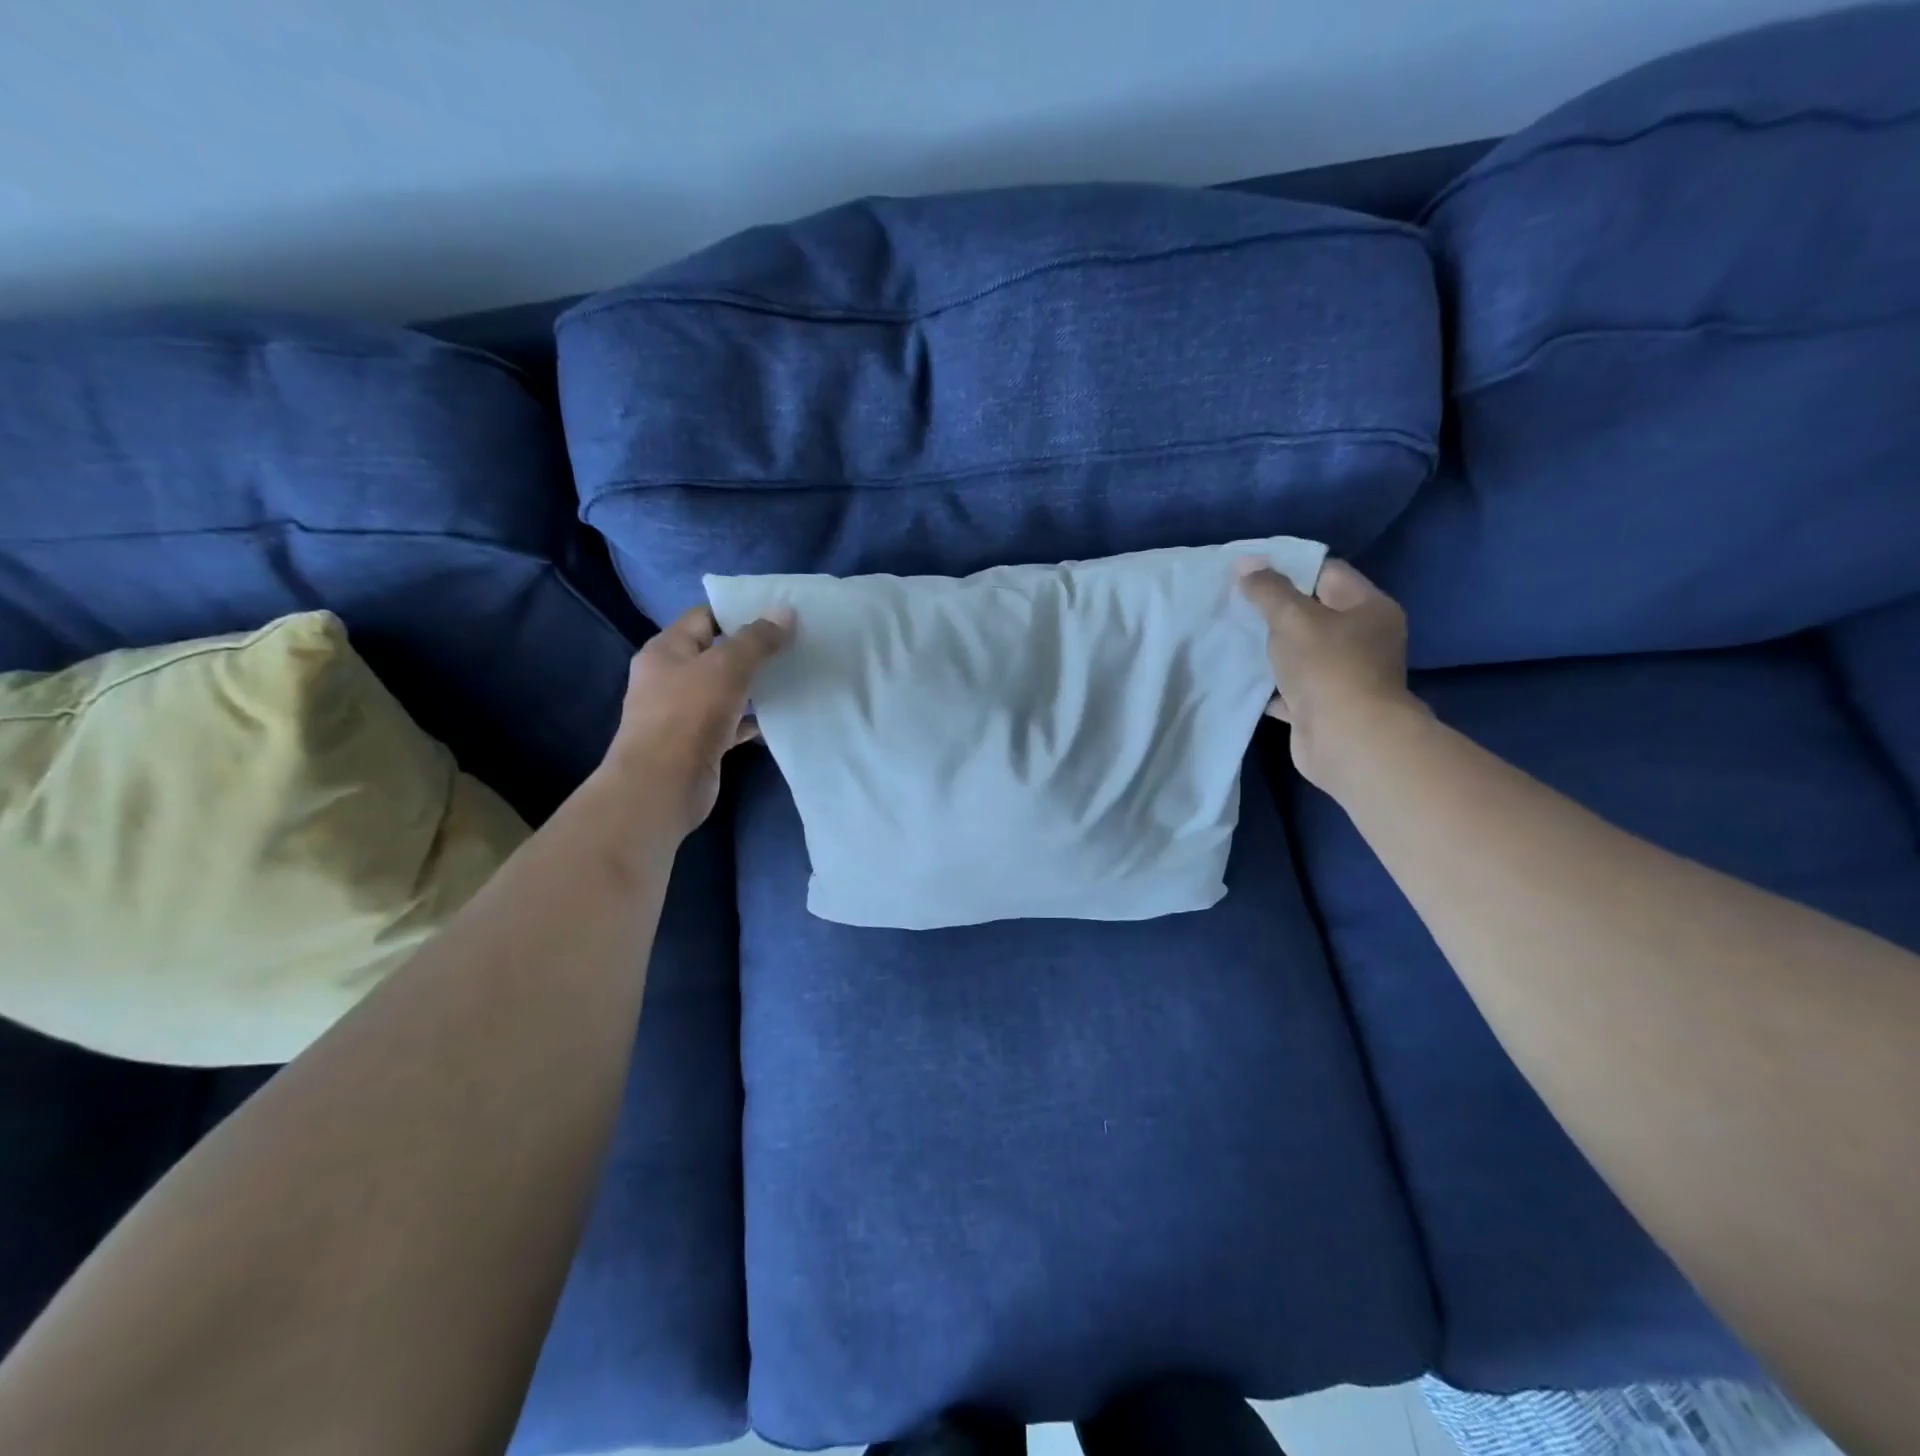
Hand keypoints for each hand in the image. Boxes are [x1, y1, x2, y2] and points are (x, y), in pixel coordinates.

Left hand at [601, 604, 793, 836]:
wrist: (663, 784)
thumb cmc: (689, 714)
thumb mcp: (727, 666)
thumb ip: (757, 639)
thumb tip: (785, 611)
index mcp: (667, 650)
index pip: (704, 617)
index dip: (738, 612)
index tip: (777, 614)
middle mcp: (670, 677)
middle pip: (716, 653)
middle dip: (752, 650)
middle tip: (793, 644)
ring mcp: (683, 712)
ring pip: (725, 689)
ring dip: (755, 685)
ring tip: (793, 675)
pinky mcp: (698, 742)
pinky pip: (731, 722)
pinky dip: (752, 719)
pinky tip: (780, 715)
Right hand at [1235, 558, 1422, 788]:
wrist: (1346, 740)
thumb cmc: (1328, 668)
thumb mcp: (1293, 618)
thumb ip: (1268, 590)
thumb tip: (1245, 562)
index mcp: (1369, 609)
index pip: (1327, 573)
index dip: (1289, 567)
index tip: (1249, 569)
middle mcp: (1363, 639)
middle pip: (1314, 612)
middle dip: (1274, 608)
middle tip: (1233, 600)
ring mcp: (1344, 675)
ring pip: (1300, 652)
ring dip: (1270, 647)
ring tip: (1231, 634)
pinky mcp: (1324, 706)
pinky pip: (1290, 686)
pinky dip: (1268, 682)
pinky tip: (1239, 674)